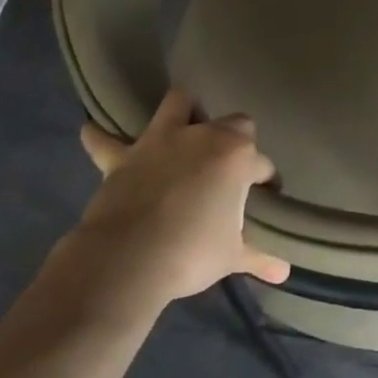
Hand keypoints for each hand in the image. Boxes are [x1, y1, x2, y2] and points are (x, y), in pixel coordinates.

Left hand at [68, 89, 289, 309]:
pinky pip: (105, 140)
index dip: (266, 181)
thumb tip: (284, 273)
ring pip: (178, 104)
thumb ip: (260, 258)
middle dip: (236, 140)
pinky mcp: (124, 156)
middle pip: (234, 124)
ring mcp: (161, 141)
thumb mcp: (232, 257)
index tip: (265, 197)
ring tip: (183, 126)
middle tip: (228, 169)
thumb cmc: (192, 253)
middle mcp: (204, 136)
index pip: (263, 164)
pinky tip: (92, 132)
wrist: (128, 261)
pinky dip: (100, 137)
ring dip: (182, 111)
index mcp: (238, 156)